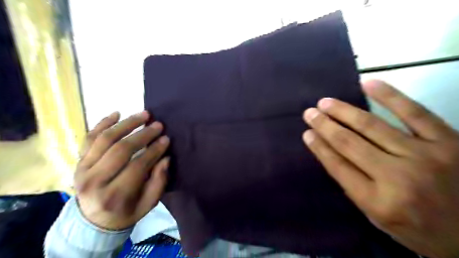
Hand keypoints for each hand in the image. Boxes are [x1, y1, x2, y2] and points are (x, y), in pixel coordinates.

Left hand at [74, 111, 168, 229]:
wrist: (93, 221)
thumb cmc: (126, 212)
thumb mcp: (148, 204)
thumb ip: (158, 182)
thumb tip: (165, 158)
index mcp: (114, 195)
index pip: (137, 165)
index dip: (154, 150)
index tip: (166, 139)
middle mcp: (94, 181)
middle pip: (120, 149)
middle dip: (143, 134)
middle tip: (158, 125)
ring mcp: (82, 169)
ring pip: (104, 139)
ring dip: (127, 124)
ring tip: (144, 115)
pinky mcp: (78, 161)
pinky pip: (89, 138)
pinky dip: (102, 123)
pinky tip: (117, 114)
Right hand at [302, 81, 458, 257]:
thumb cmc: (418, 228)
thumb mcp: (377, 218)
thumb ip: (353, 186)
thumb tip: (329, 153)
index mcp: (378, 201)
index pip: (337, 166)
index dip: (319, 147)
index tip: (306, 133)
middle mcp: (397, 178)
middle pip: (349, 143)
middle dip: (325, 125)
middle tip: (309, 112)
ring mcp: (424, 156)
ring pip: (372, 126)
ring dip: (344, 111)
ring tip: (325, 102)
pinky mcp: (448, 141)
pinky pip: (414, 112)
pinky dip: (389, 96)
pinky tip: (368, 83)